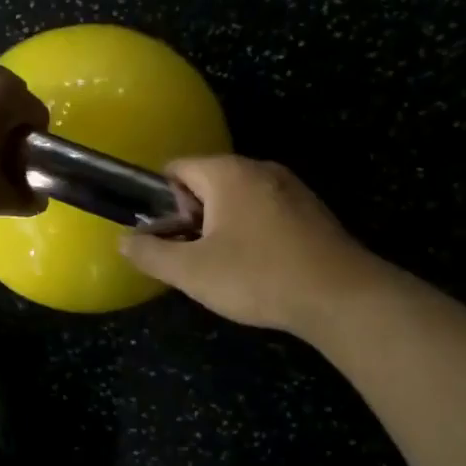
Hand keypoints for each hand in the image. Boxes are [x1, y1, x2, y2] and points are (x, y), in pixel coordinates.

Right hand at [119, 156, 381, 333]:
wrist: (342, 297)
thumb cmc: (258, 276)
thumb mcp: (192, 272)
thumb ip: (151, 254)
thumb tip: (124, 241)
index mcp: (227, 172)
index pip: (175, 169)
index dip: (162, 202)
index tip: (168, 238)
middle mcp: (259, 168)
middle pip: (207, 183)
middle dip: (193, 218)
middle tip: (195, 258)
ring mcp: (291, 187)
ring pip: (238, 199)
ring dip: (223, 227)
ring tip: (227, 268)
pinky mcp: (312, 210)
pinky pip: (266, 211)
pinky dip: (254, 232)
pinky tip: (261, 268)